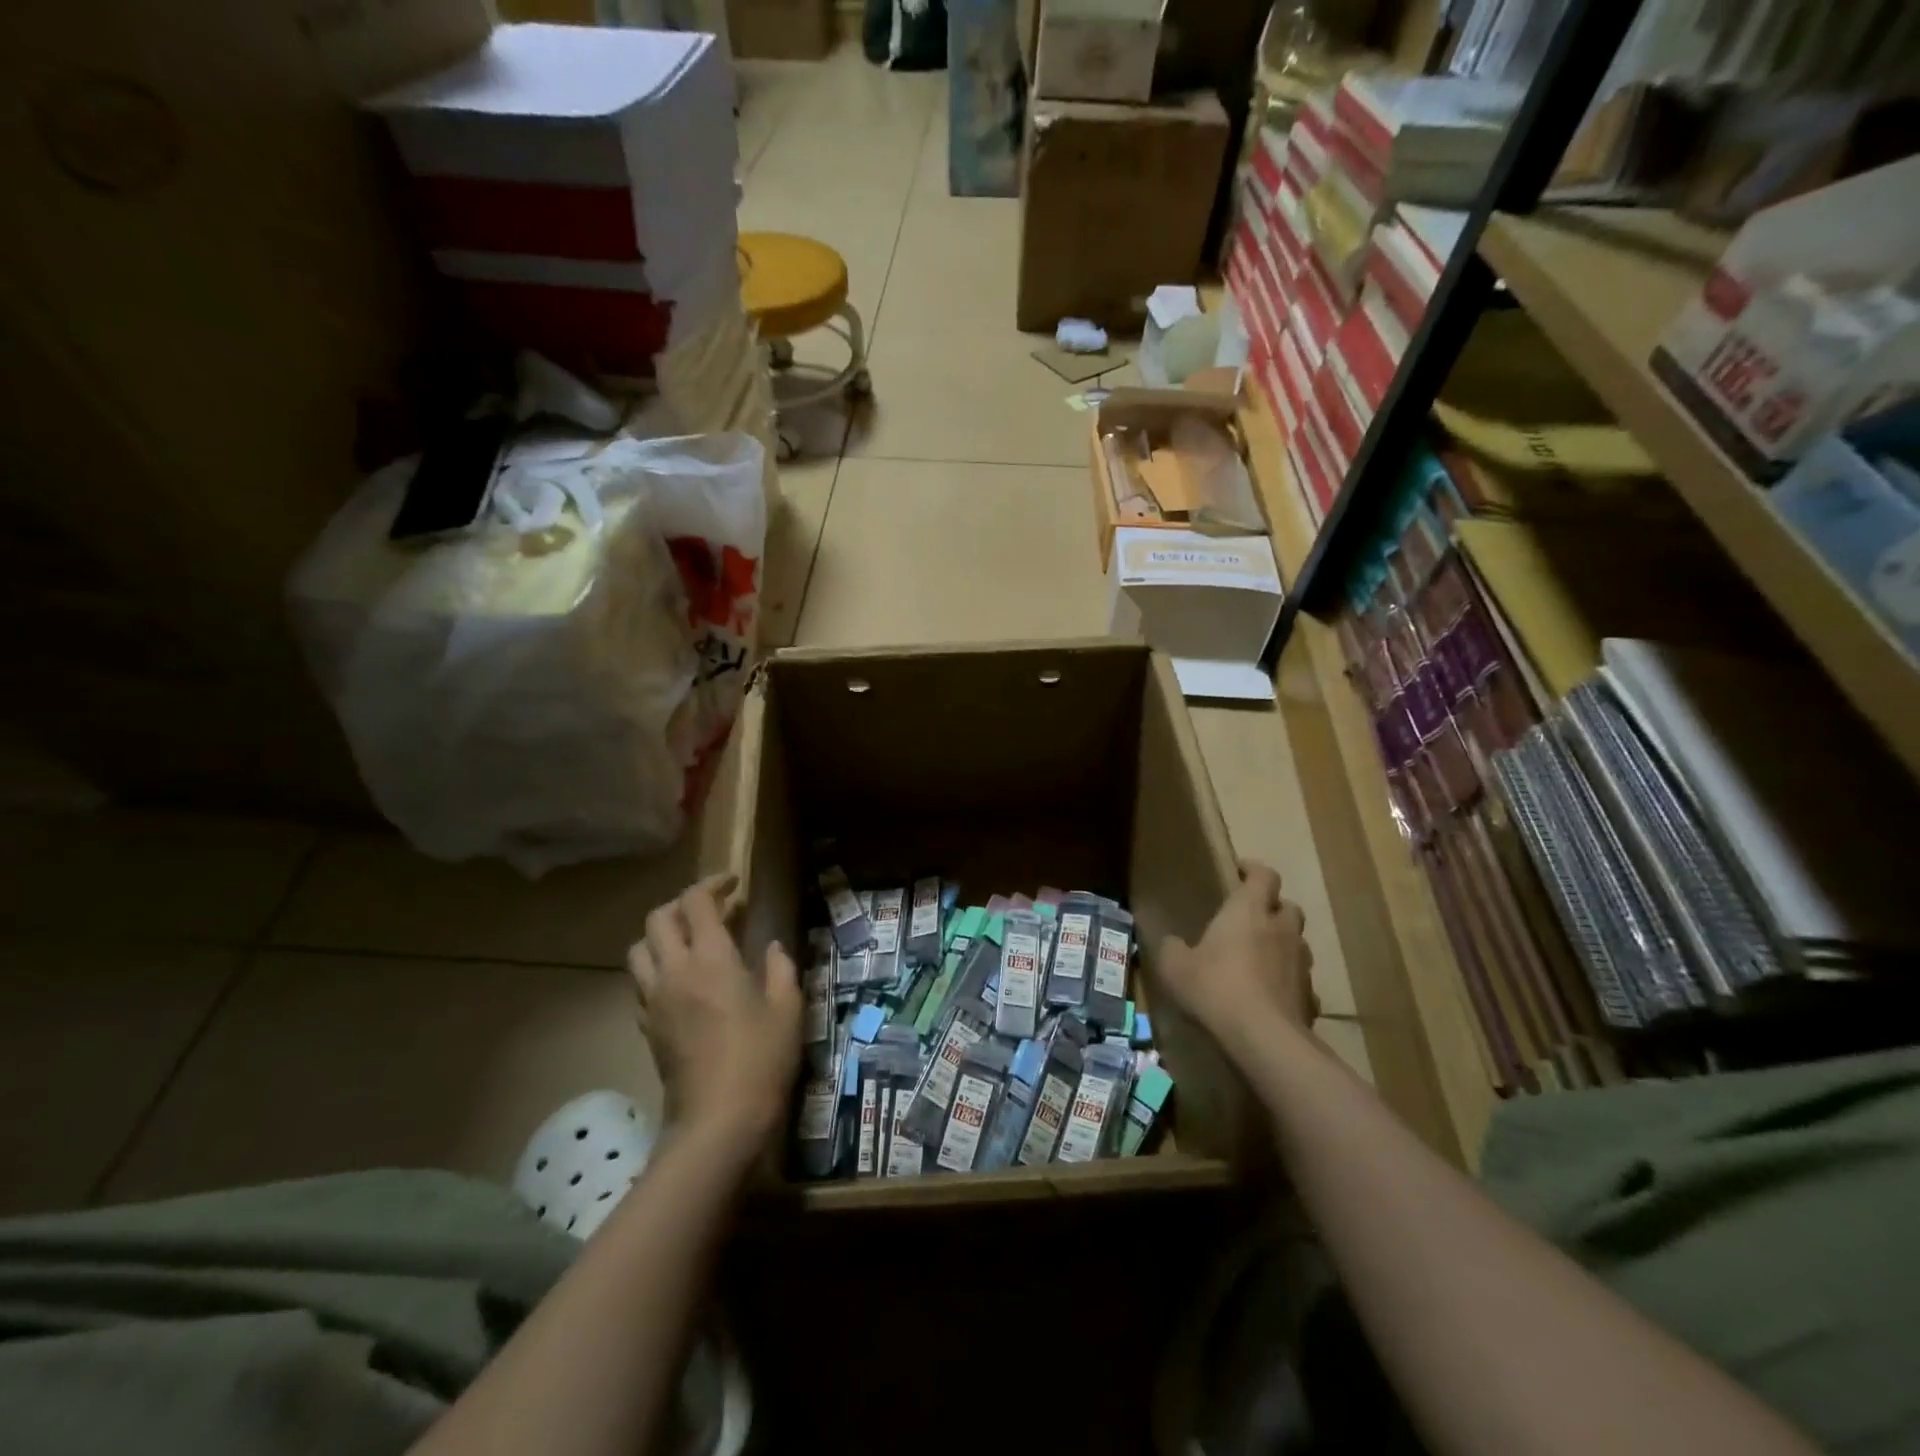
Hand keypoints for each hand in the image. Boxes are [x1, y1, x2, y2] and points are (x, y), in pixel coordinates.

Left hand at [628, 874, 802, 1147]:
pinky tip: (683, 982)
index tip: (733, 884)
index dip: (712, 884)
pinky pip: (641, 982)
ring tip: (690, 942)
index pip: (696, 902)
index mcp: (711, 959)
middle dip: (683, 904)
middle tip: (713, 910)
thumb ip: (779, 968)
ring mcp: (654, 1000)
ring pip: (639, 949)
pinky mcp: (646, 1026)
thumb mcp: (788, 1008)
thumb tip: (770, 947)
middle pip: (658, 918)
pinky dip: (657, 968)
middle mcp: (674, 971)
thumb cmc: (761, 1059)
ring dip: (662, 935)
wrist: (718, 1120)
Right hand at [1154, 860, 1317, 1058]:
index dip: (1254, 870)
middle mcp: (1281, 929)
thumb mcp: (1175, 967)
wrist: (1264, 1039)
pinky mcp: (1311, 997)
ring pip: (1297, 943)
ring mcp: (1301, 964)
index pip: (1263, 875)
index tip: (1240, 872)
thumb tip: (1172, 943)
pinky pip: (1301, 981)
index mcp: (1249, 911)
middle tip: (1251, 919)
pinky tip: (1271, 997)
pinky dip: (1288, 982)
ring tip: (1260, 960)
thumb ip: (1172, 948)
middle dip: (1273, 908)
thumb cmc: (1215, 988)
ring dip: (1282, 945)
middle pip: (1288, 906)